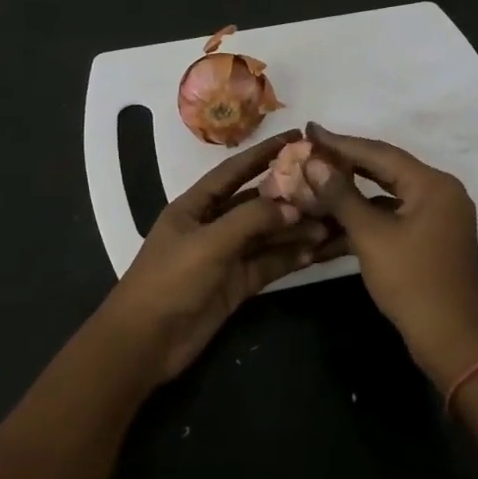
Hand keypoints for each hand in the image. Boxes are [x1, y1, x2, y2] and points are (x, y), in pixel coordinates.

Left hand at [99, 129, 333, 383]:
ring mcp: (225, 257)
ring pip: (266, 236)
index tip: (297, 137)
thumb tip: (292, 205)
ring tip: (330, 222)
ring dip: (294, 229)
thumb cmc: (170, 280)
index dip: (263, 153)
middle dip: (288, 195)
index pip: (234, 171)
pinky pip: (268, 264)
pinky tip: (316, 251)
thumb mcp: (209, 242)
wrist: (147, 341)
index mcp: (195, 206)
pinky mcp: (236, 285)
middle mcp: (212, 226)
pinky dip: (290, 257)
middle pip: (255, 203)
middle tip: (326, 185)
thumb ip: (251, 220)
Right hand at [305, 124, 477, 387]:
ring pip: (386, 196)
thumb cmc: (412, 281)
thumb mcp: (371, 236)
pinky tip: (332, 223)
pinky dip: (365, 219)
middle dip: (344, 165)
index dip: (340, 143)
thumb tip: (313, 162)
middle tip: (308, 152)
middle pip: (384, 170)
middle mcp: (439, 192)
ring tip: (314, 185)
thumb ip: (341, 196)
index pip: (379, 152)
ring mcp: (436, 217)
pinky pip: (392, 217)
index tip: (309, 130)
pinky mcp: (430, 239)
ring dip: (351, 195)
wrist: (453, 340)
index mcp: (432, 184)